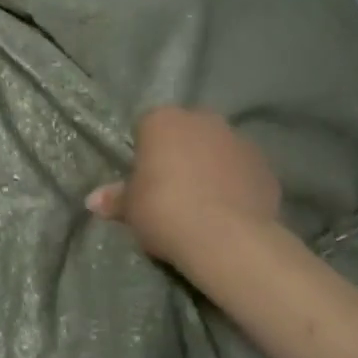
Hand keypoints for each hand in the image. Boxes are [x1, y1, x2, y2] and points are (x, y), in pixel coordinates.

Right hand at [87, 107, 281, 271]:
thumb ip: (115, 199)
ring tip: (204, 203)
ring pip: (217, 149)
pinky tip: (230, 211)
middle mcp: (202, 119)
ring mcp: (238, 139)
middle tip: (172, 189)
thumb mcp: (131, 209)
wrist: (226, 237)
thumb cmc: (165, 211)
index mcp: (163, 120)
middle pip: (186, 132)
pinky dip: (236, 184)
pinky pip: (242, 171)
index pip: (147, 128)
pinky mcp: (265, 165)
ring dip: (211, 166)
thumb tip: (92, 200)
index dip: (145, 153)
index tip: (145, 180)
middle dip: (180, 153)